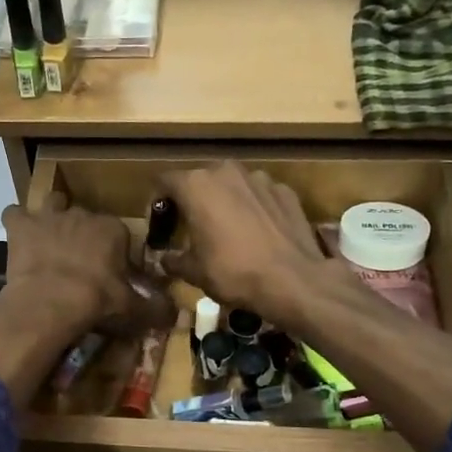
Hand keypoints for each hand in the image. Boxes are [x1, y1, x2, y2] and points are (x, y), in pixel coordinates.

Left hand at [3, 197, 172, 338]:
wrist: (50, 302)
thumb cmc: (96, 302)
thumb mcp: (132, 308)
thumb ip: (155, 308)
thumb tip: (176, 313)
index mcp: (113, 229)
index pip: (119, 234)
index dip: (114, 252)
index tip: (110, 273)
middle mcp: (82, 214)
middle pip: (86, 218)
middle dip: (84, 234)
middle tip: (80, 263)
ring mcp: (49, 216)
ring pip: (53, 203)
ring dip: (52, 217)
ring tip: (51, 240)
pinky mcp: (21, 225)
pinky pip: (15, 214)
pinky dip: (18, 223)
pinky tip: (20, 238)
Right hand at [158, 163, 334, 325]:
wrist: (293, 279)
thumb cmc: (233, 272)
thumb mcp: (193, 271)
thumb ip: (173, 259)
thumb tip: (164, 259)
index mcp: (196, 186)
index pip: (164, 182)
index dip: (158, 203)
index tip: (160, 225)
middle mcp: (226, 172)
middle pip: (200, 180)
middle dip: (192, 200)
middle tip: (191, 228)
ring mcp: (260, 178)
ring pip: (232, 185)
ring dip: (224, 202)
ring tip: (226, 230)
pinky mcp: (285, 190)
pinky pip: (259, 195)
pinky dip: (252, 208)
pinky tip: (256, 233)